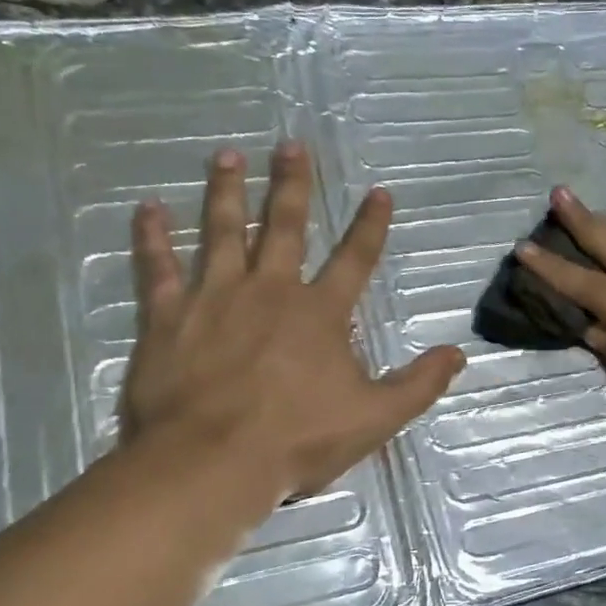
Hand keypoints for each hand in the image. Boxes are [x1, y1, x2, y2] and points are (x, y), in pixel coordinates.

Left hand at [118, 141, 463, 506]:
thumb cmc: (297, 441)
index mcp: (320, 313)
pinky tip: (147, 209)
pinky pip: (159, 267)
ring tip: (227, 155)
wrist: (212, 461)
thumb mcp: (375, 419)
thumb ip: (418, 385)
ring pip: (222, 231)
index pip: (355, 259)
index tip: (379, 192)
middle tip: (291, 145)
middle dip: (291, 184)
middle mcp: (270, 290)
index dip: (370, 226)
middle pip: (284, 226)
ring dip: (227, 191)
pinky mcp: (169, 316)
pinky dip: (152, 237)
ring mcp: (215, 297)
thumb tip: (457, 354)